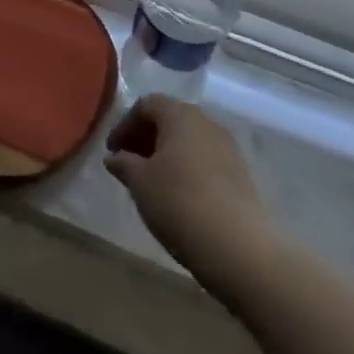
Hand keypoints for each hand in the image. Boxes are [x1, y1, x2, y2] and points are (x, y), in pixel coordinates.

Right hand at [105, 96, 269, 288]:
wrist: (239, 249)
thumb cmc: (180, 204)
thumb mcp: (140, 183)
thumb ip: (124, 163)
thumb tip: (114, 157)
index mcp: (180, 115)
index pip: (147, 104)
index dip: (125, 124)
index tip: (113, 151)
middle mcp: (206, 122)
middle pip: (170, 119)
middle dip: (146, 137)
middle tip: (128, 163)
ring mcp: (227, 148)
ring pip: (188, 140)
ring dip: (166, 154)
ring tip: (151, 182)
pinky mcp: (240, 174)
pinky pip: (205, 159)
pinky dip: (186, 168)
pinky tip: (177, 195)